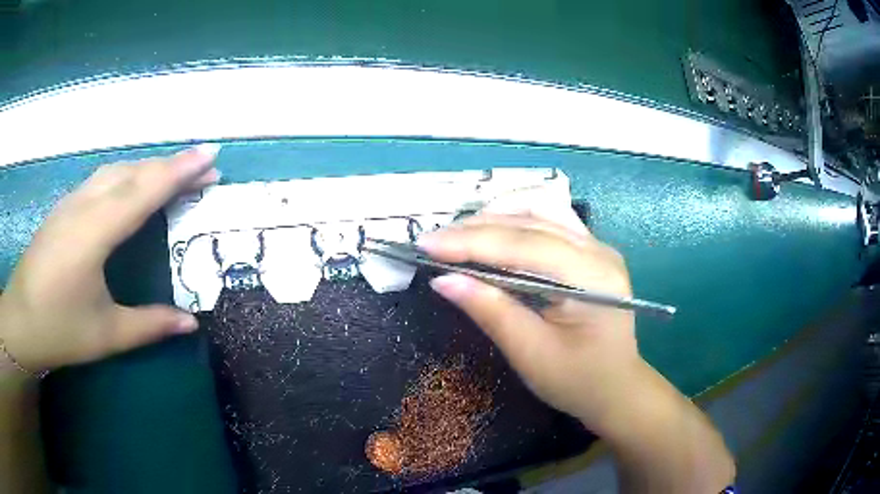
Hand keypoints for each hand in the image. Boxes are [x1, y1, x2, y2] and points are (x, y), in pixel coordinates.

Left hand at [0, 145, 220, 372]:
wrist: (20, 320)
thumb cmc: (59, 328)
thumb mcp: (106, 334)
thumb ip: (149, 324)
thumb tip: (191, 323)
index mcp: (94, 232)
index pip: (143, 191)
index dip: (178, 171)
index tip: (210, 155)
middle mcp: (84, 205)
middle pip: (133, 172)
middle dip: (170, 166)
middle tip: (204, 169)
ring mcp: (71, 202)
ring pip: (116, 170)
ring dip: (149, 167)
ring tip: (174, 176)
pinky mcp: (64, 207)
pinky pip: (102, 179)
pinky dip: (127, 174)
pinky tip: (133, 187)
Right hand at [418, 204, 643, 435]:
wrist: (616, 388)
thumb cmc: (578, 381)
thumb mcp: (531, 354)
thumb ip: (491, 311)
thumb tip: (442, 280)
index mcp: (592, 278)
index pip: (524, 245)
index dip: (472, 242)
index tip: (426, 245)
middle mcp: (598, 250)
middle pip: (531, 220)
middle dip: (477, 228)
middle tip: (434, 242)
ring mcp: (597, 247)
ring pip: (540, 210)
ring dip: (495, 218)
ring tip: (457, 236)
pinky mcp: (589, 251)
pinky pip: (548, 221)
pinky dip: (514, 222)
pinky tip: (490, 234)